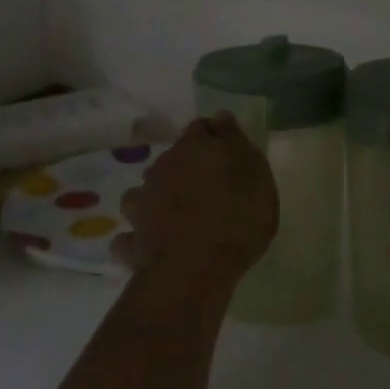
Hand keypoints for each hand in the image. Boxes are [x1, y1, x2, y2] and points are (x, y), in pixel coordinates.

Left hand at [114, 114, 277, 290]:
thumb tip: (220, 118)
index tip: (229, 156)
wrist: (194, 271)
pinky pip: (133, 234)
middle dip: (187, 169)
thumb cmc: (237, 218)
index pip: (201, 128)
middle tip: (210, 190)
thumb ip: (237, 143)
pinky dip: (141, 236)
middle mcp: (161, 168)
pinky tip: (153, 245)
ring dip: (159, 198)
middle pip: (173, 160)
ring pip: (148, 191)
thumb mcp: (256, 175)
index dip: (215, 139)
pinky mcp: (132, 238)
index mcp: (194, 148)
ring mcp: (142, 203)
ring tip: (177, 217)